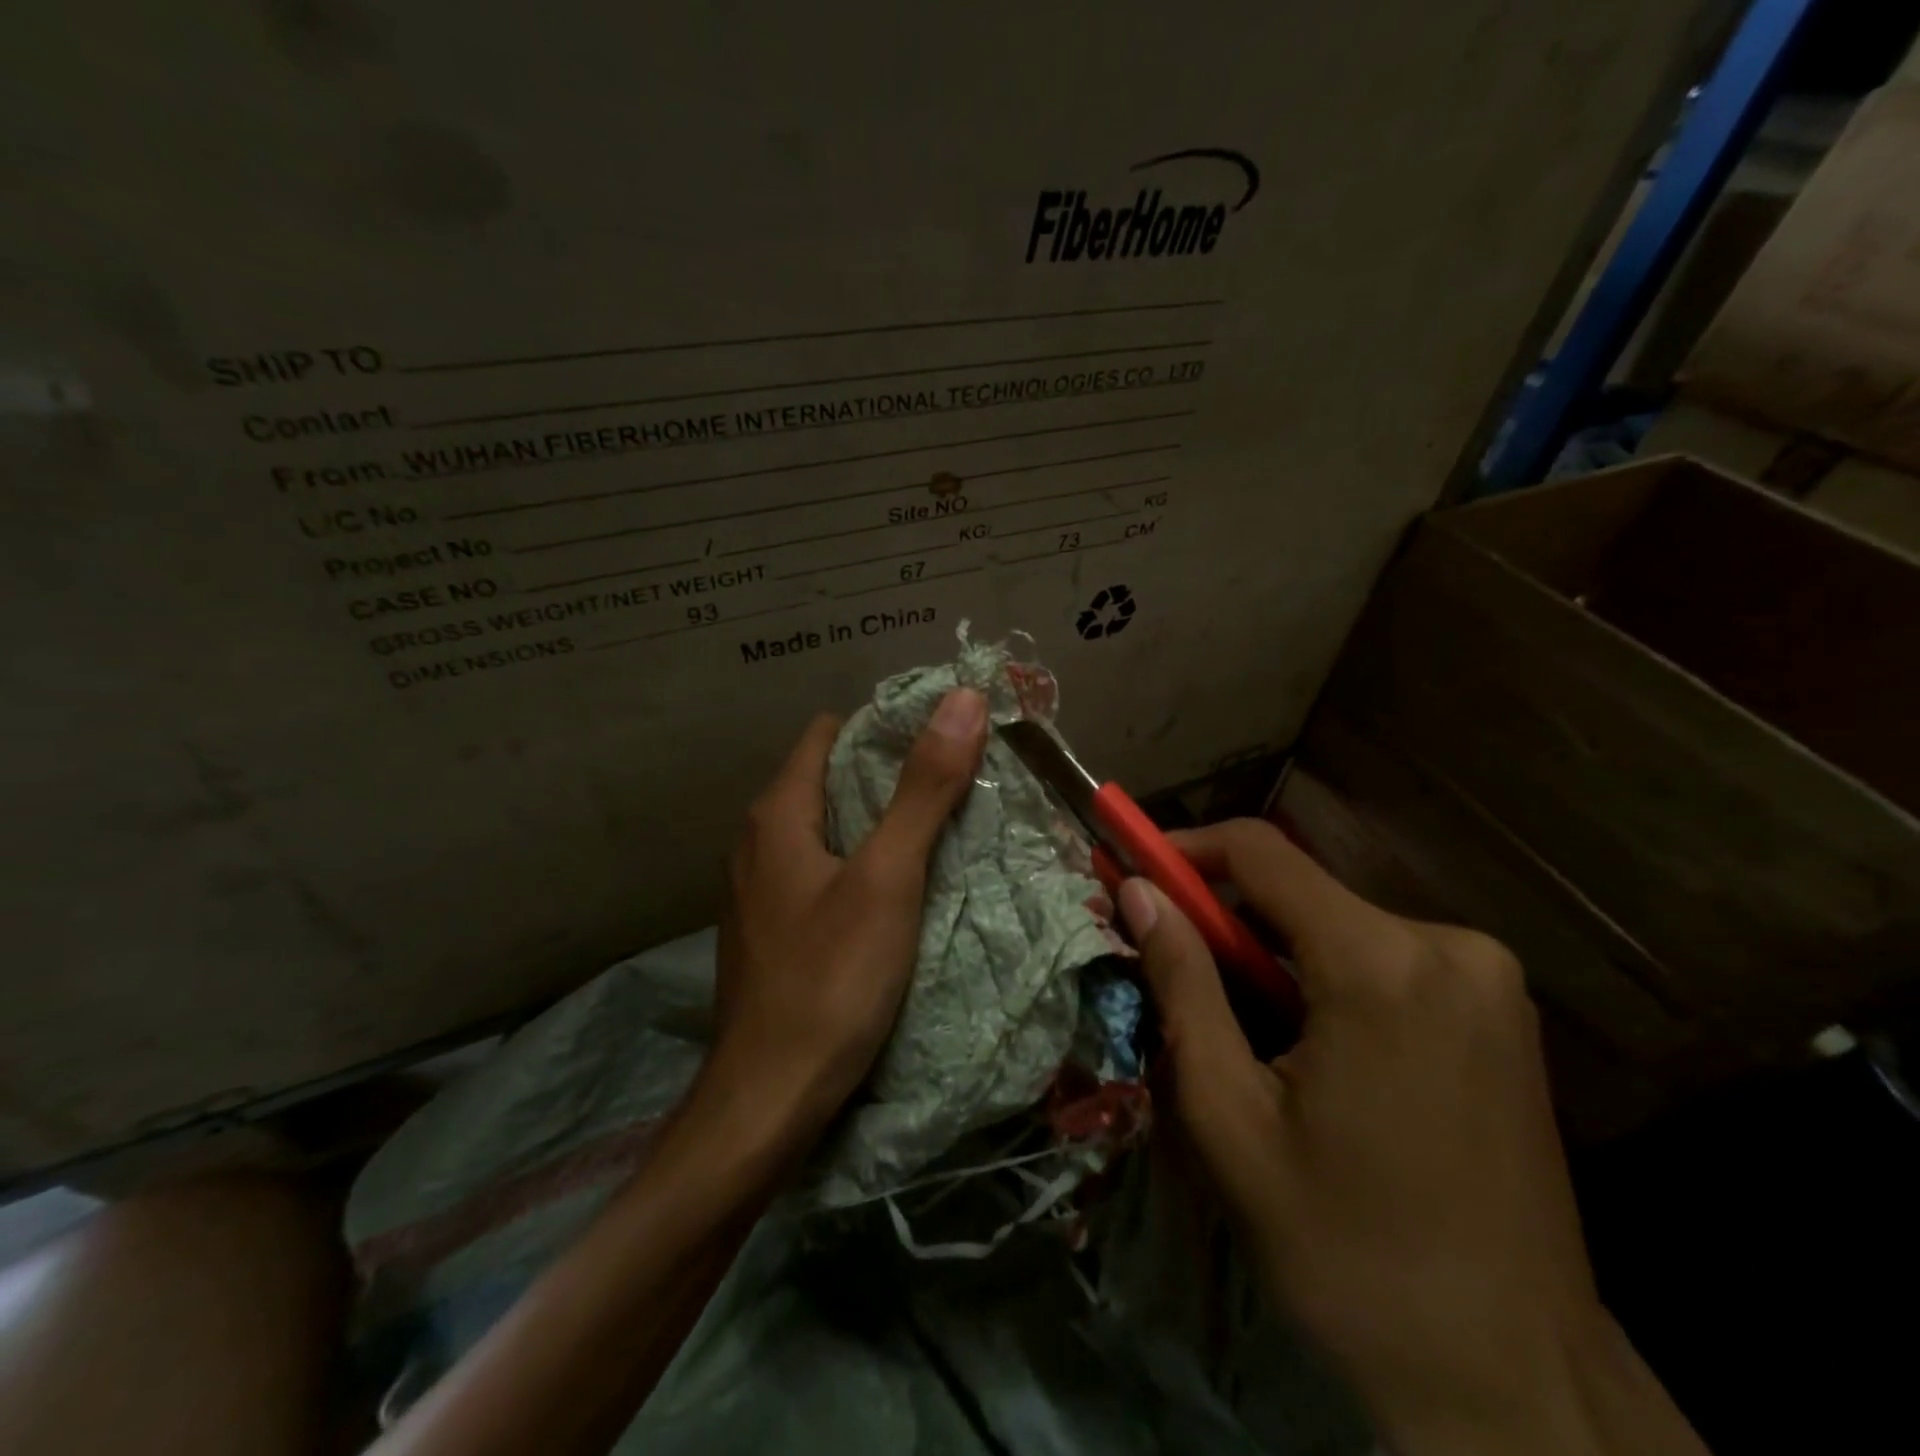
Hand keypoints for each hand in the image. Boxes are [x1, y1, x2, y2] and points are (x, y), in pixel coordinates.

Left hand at [704, 690, 988, 1137]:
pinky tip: (899, 890)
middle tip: (958, 786)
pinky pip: (821, 871)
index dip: (885, 728)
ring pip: (828, 829)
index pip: (831, 733)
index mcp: (778, 813)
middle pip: (831, 779)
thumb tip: (963, 698)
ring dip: (879, 823)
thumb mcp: (886, 878)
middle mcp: (758, 839)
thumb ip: (923, 789)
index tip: (945, 741)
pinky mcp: (773, 928)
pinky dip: (860, 865)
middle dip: (891, 776)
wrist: (767, 1100)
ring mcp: (760, 888)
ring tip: (940, 832)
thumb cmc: (829, 979)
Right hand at [1118, 820, 1705, 1455]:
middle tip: (1170, 967)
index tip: (1133, 874)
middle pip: (1300, 891)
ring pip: (1338, 924)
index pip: (1261, 852)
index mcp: (1381, 964)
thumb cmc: (1348, 1252)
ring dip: (1272, 954)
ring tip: (1236, 1029)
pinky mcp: (1501, 1010)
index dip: (1185, 849)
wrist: (1514, 1383)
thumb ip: (1182, 984)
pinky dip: (1324, 976)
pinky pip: (1384, 957)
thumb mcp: (1230, 1116)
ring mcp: (1487, 977)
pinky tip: (1306, 1048)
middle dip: (1224, 917)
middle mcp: (1448, 945)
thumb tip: (1137, 892)